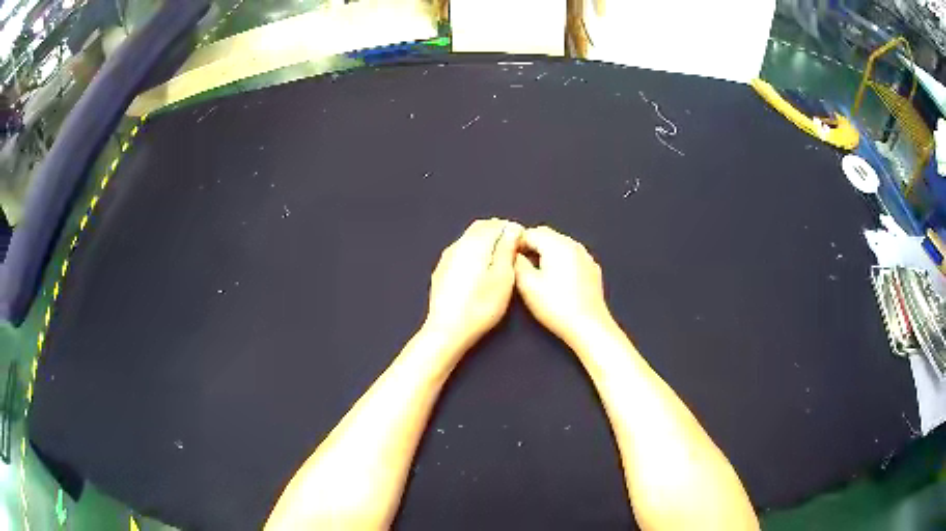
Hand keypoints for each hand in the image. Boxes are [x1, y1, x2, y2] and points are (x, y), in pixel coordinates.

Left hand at [424, 218, 523, 350]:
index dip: (511, 228)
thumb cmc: (480, 306)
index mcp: (475, 243)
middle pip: (480, 227)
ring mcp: (447, 258)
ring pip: (469, 239)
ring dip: (485, 240)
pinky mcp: (441, 271)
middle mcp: (458, 245)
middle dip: (497, 230)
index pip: (495, 224)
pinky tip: (480, 268)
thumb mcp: (503, 277)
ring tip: (500, 256)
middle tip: (513, 243)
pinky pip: (460, 251)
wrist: (448, 330)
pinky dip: (474, 251)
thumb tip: (512, 229)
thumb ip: (507, 249)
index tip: (522, 238)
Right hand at [514, 226, 614, 345]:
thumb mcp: (528, 285)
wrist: (588, 326)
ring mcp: (586, 256)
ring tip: (537, 272)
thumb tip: (513, 254)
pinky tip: (557, 279)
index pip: (530, 232)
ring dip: (546, 252)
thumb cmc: (556, 306)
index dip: (516, 242)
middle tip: (519, 264)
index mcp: (557, 245)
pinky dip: (561, 261)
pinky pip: (572, 256)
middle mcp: (573, 244)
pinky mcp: (592, 269)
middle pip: (547, 235)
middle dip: (531, 245)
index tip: (508, 257)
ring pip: (560, 245)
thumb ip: (517, 264)